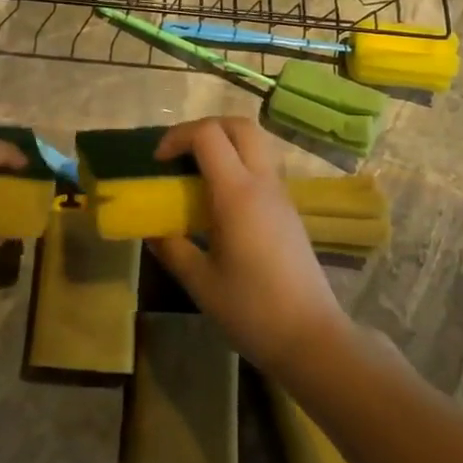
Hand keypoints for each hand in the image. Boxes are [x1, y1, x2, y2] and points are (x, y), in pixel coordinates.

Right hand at [147, 116, 352, 377]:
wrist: (310, 337)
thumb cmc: (252, 310)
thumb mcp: (201, 282)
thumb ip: (172, 249)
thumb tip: (152, 230)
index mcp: (237, 194)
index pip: (208, 136)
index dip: (178, 136)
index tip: (159, 162)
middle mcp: (262, 184)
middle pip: (239, 126)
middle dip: (205, 128)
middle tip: (180, 155)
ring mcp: (280, 195)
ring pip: (255, 144)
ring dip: (224, 145)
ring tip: (197, 176)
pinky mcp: (289, 210)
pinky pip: (262, 168)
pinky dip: (238, 165)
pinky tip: (220, 203)